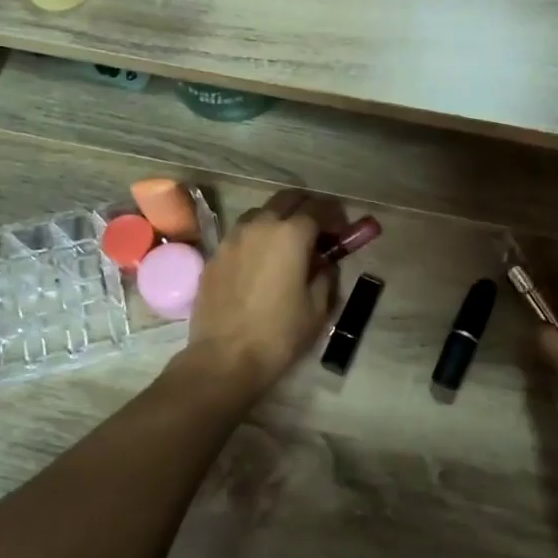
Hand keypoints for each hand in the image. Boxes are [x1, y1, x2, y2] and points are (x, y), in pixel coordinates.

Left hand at [183, 190, 339, 396]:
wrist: (225, 358)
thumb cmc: (280, 333)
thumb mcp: (318, 306)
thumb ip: (326, 274)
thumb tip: (324, 262)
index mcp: (291, 233)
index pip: (319, 208)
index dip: (336, 216)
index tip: (343, 232)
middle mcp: (259, 224)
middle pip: (287, 199)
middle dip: (307, 208)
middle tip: (319, 232)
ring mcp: (232, 238)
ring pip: (261, 213)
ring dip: (279, 220)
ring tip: (288, 247)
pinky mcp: (215, 255)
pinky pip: (241, 235)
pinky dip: (257, 239)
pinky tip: (262, 265)